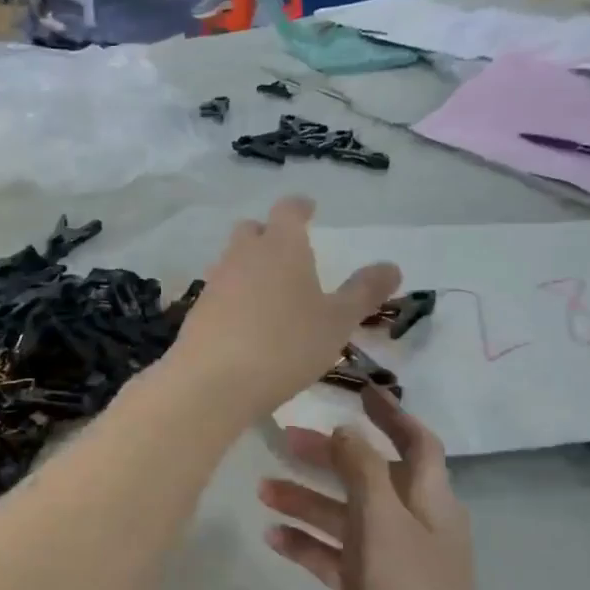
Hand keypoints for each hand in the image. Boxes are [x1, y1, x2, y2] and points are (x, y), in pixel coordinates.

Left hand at [168, 197, 399, 420]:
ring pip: (233, 260)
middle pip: (253, 230)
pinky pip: (220, 291)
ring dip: (250, 266)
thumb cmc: (287, 345)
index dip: (300, 207)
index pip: (289, 210)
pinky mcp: (198, 309)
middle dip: (270, 234)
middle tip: (289, 253)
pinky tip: (246, 322)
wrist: (215, 381)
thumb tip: (392, 266)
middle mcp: (244, 254)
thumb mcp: (337, 322)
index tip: (308, 210)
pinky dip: (234, 297)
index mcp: (282, 246)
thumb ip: (364, 292)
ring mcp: (216, 280)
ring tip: (271, 292)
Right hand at [261, 390, 496, 589]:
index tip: (358, 393)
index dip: (392, 416)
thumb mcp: (386, 526)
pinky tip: (274, 538)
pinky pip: (334, 558)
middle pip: (371, 477)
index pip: (417, 444)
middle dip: (332, 457)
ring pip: (347, 518)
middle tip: (285, 440)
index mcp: (432, 505)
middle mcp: (415, 529)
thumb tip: (347, 429)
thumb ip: (365, 471)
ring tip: (262, 490)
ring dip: (309, 500)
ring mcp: (392, 567)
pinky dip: (308, 544)